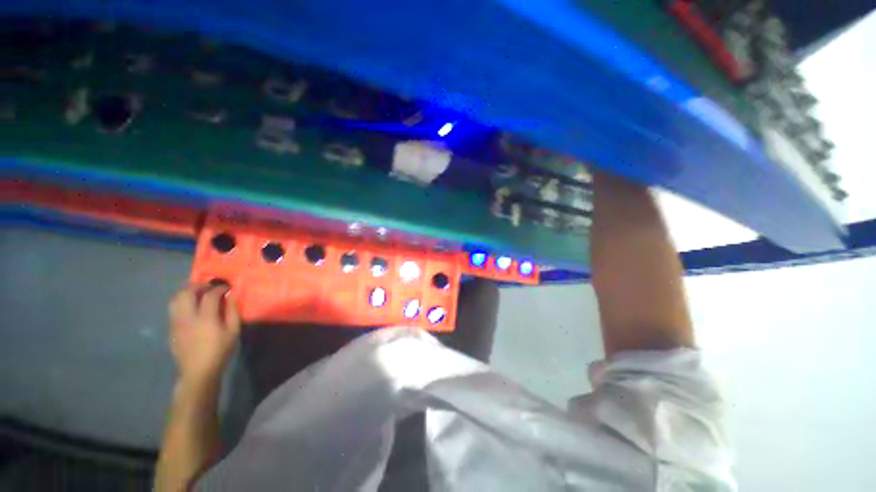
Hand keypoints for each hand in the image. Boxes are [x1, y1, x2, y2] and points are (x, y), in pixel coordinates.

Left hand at [168, 284, 240, 386]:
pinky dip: (182, 301)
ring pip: (175, 299)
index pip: (210, 295)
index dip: (219, 288)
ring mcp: (176, 323)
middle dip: (199, 286)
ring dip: (187, 292)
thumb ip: (232, 311)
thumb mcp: (233, 331)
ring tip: (199, 293)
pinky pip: (173, 308)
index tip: (227, 287)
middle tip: (210, 287)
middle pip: (187, 293)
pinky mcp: (171, 328)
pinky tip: (192, 307)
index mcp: (205, 319)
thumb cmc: (220, 351)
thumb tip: (232, 295)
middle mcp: (187, 317)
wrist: (198, 371)